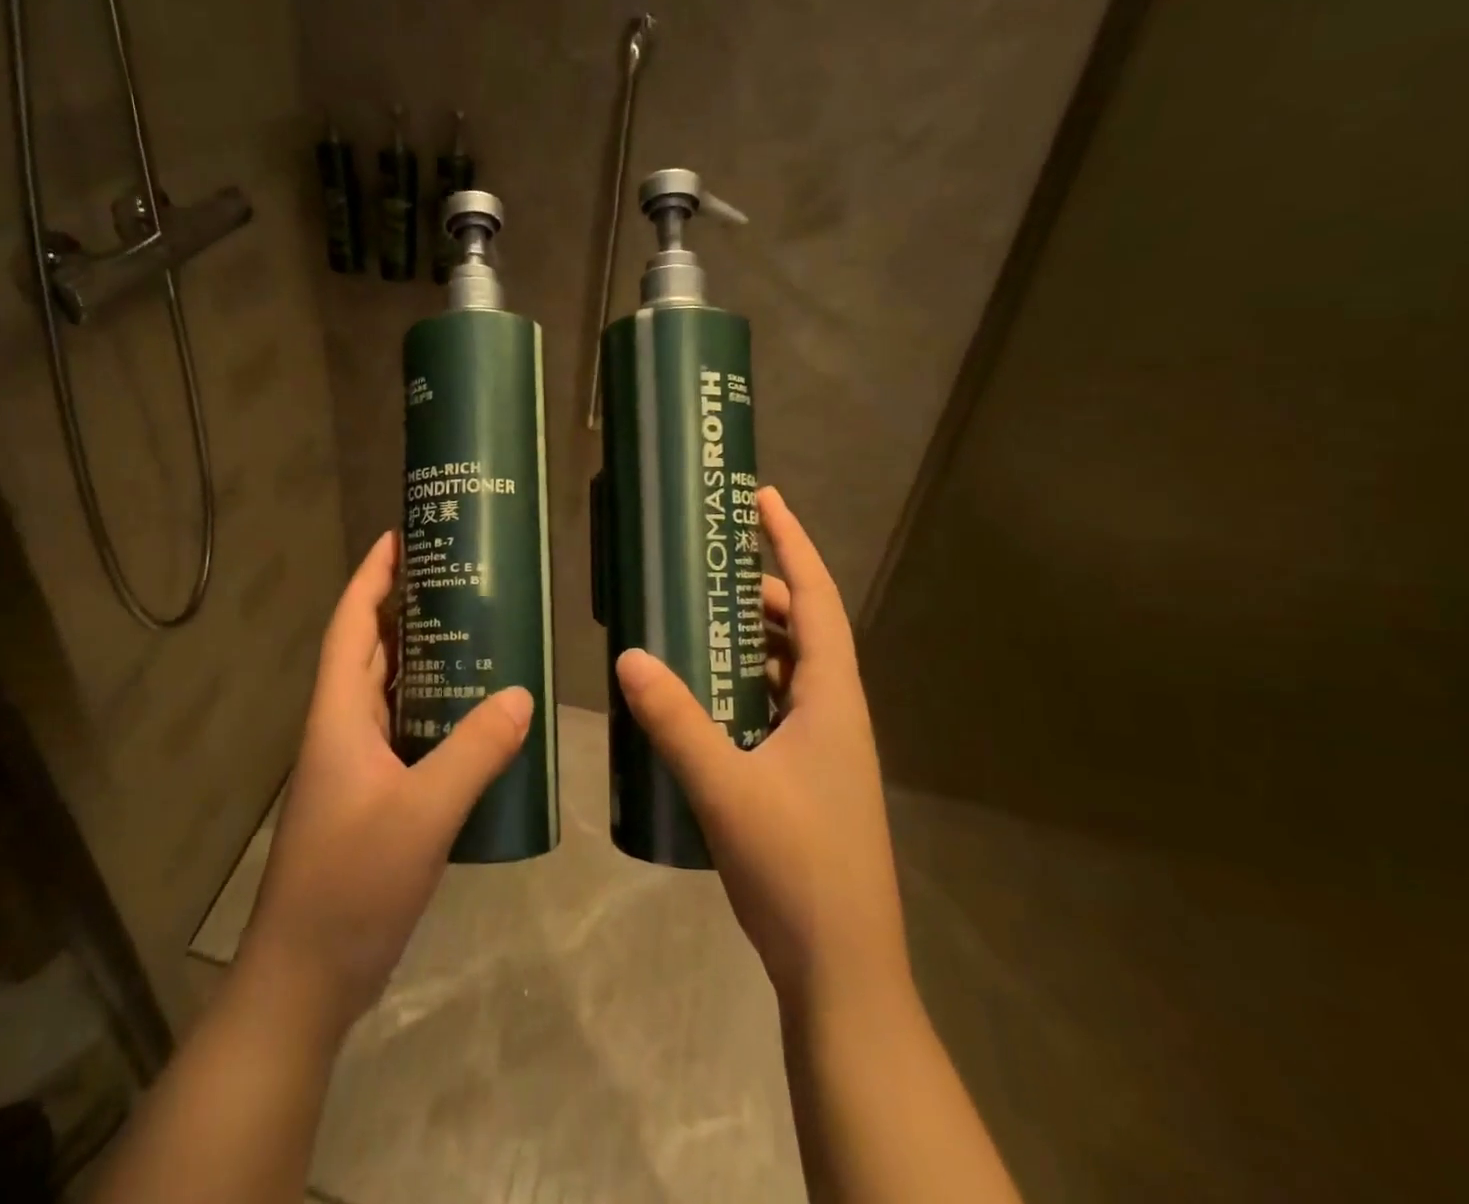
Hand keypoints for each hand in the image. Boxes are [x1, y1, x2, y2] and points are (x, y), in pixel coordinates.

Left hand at [235, 531, 531, 1039]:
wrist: (306, 978)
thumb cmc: (351, 885)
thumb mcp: (422, 814)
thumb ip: (473, 752)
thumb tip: (521, 694)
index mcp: (339, 716)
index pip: (351, 625)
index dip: (370, 577)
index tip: (398, 536)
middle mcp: (342, 729)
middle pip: (369, 650)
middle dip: (404, 608)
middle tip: (456, 579)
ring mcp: (354, 765)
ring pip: (388, 691)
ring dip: (421, 657)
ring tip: (474, 632)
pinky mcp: (371, 796)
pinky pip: (404, 731)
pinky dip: (433, 709)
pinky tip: (474, 715)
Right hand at [615, 488, 910, 1013]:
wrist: (841, 969)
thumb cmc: (797, 868)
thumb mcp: (725, 787)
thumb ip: (675, 721)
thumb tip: (627, 656)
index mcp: (832, 700)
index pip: (818, 600)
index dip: (792, 544)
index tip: (764, 499)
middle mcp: (834, 713)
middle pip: (803, 629)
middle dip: (760, 590)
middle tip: (705, 568)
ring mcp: (823, 748)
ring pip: (788, 669)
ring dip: (750, 638)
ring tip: (695, 620)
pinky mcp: (805, 777)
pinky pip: (774, 706)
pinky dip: (743, 684)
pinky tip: (701, 694)